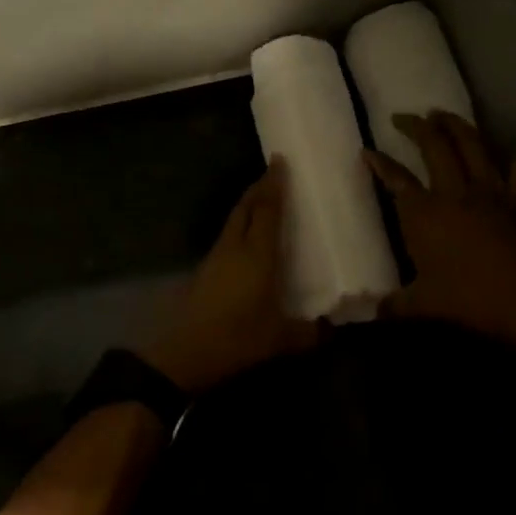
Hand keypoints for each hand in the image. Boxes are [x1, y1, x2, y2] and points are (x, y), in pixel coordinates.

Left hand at [140, 159, 319, 394]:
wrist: (186, 352)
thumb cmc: (238, 338)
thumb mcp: (280, 339)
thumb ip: (308, 333)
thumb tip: (329, 330)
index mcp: (258, 255)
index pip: (268, 211)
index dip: (274, 185)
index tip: (279, 162)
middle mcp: (235, 248)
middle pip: (245, 208)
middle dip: (258, 188)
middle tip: (271, 175)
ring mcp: (215, 258)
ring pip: (233, 221)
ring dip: (246, 207)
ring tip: (260, 202)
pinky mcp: (204, 271)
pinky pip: (226, 237)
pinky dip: (238, 228)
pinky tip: (244, 240)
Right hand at [365, 112, 515, 349]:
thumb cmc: (469, 301)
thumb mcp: (423, 306)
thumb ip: (395, 305)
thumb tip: (372, 312)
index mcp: (425, 214)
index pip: (396, 179)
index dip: (379, 163)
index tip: (367, 151)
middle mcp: (455, 193)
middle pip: (435, 146)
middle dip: (417, 126)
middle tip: (405, 117)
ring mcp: (491, 192)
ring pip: (473, 145)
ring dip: (457, 126)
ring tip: (444, 115)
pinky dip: (511, 158)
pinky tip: (506, 153)